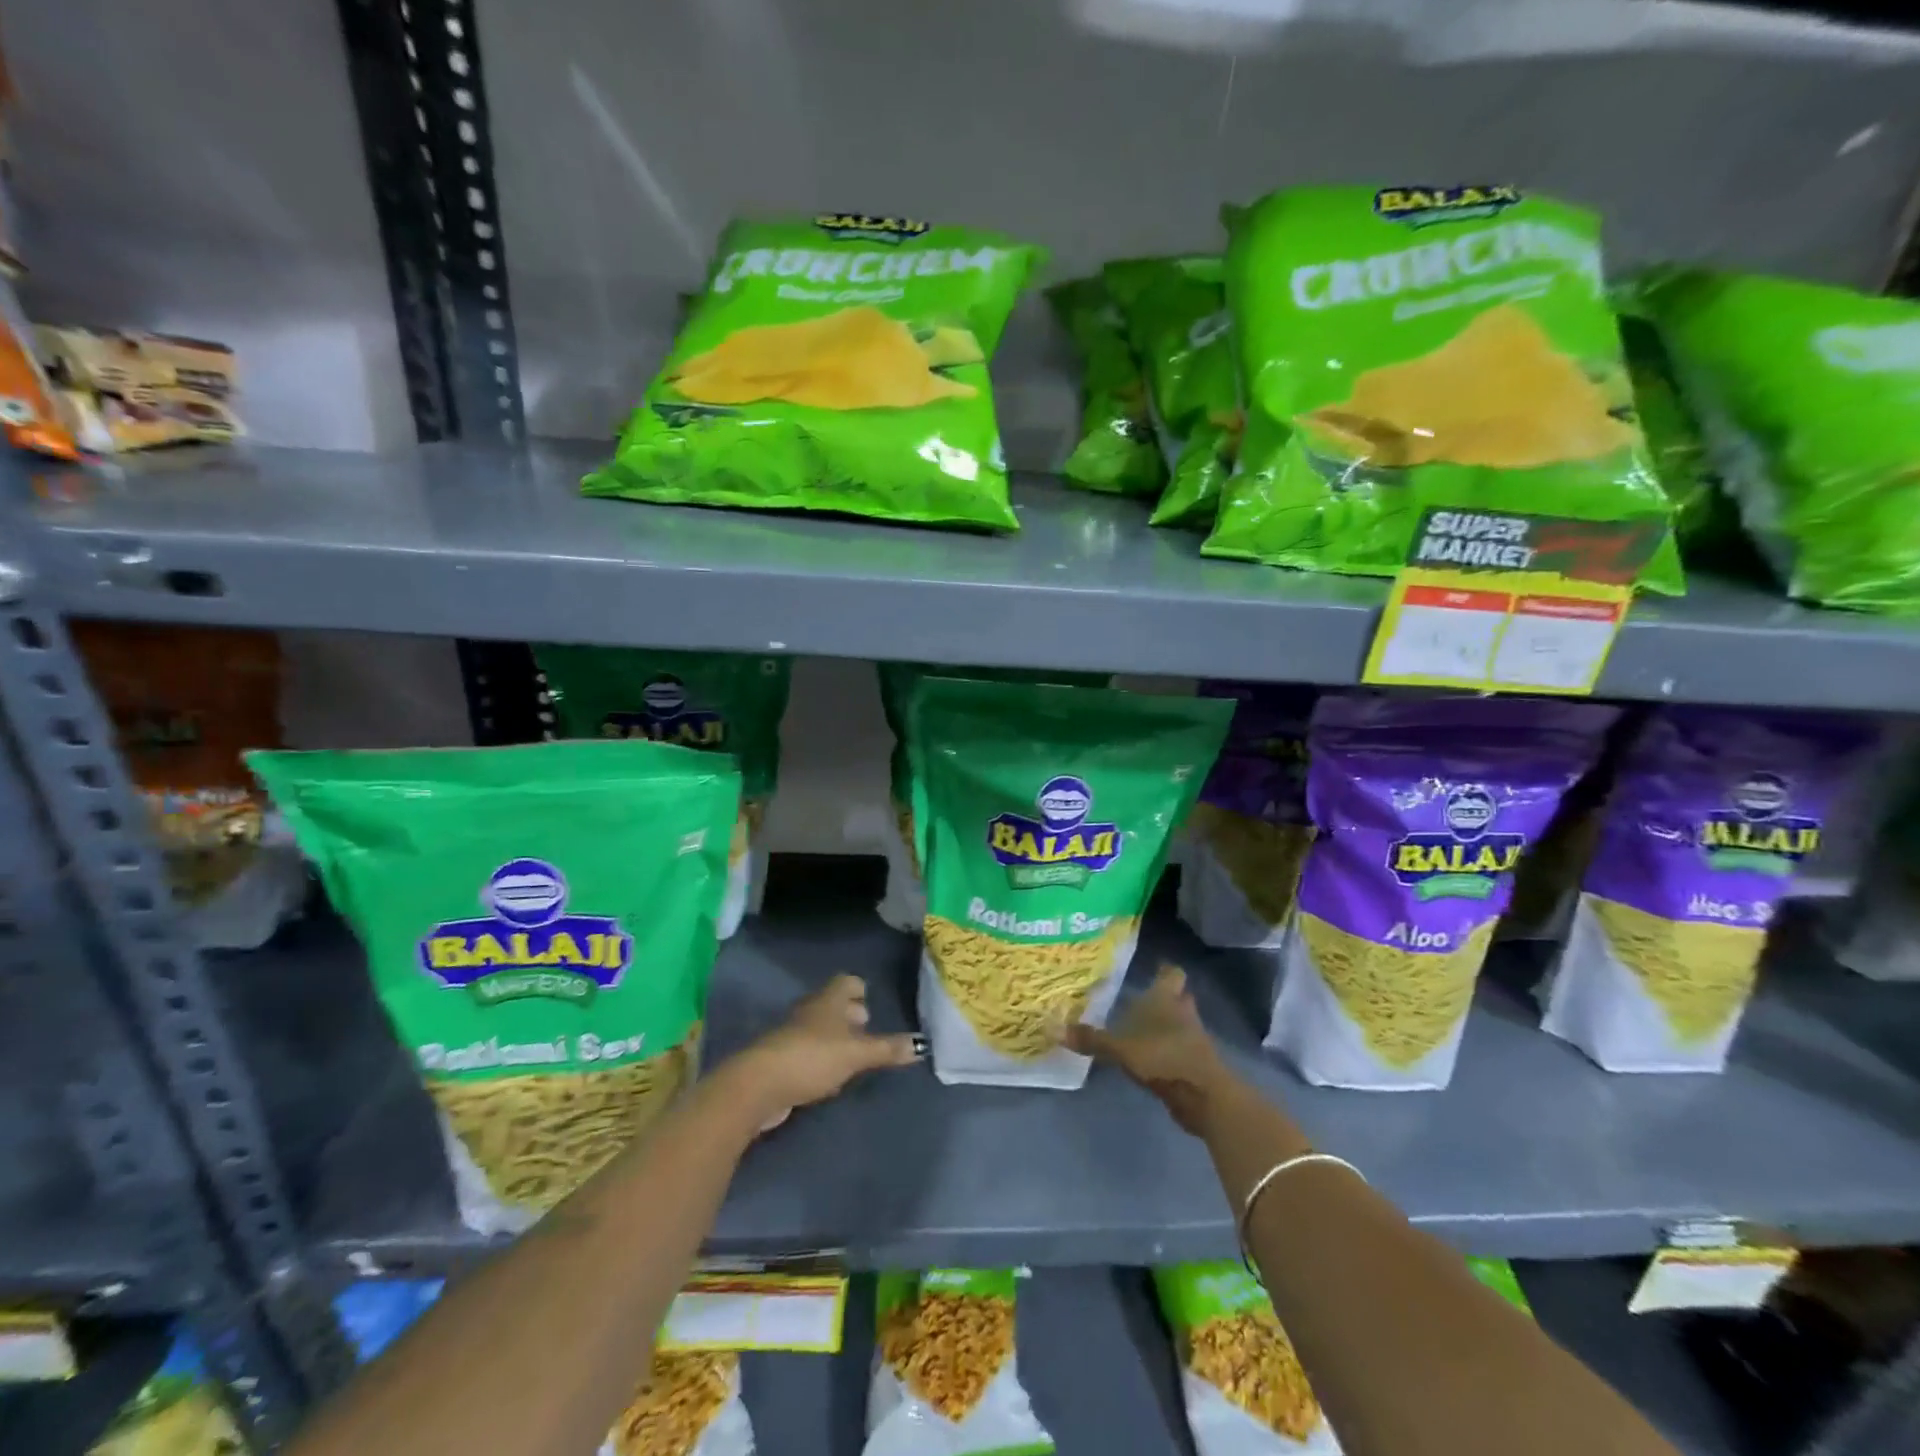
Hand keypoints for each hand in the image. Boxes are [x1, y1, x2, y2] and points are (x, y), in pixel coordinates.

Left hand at [728, 975, 919, 1131]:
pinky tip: (832, 1079)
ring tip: (856, 1056)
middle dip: (851, 1015)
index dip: (860, 989)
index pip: (847, 981)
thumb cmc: (812, 1057)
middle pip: (834, 1005)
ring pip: (821, 1029)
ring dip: (837, 1039)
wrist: (759, 1085)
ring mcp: (794, 1035)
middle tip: (869, 1029)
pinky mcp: (783, 1061)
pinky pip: (810, 1053)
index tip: (872, 1002)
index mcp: (829, 1000)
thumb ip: (887, 1049)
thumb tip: (922, 1045)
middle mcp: (811, 1011)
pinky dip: (822, 1060)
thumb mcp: (856, 1054)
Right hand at [1063, 964, 1235, 1135]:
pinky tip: (1150, 1056)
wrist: (1204, 1095)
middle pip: (1179, 997)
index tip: (1154, 966)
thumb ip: (1091, 1040)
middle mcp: (1182, 1012)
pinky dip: (1168, 1049)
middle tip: (1143, 997)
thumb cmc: (1163, 1057)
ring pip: (1181, 1022)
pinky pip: (1180, 1048)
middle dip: (1166, 997)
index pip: (1171, 973)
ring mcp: (1193, 1039)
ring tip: (1142, 1027)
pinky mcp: (1196, 1064)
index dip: (1164, 970)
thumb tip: (1054, 1029)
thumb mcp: (1120, 1049)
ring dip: (1167, 1024)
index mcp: (1166, 998)